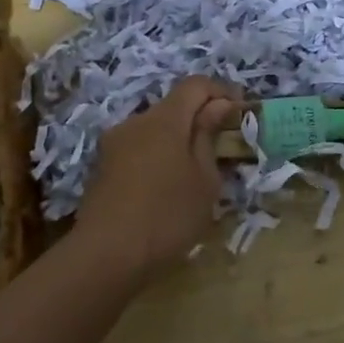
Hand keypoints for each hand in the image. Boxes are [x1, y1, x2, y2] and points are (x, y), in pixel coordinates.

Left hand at [73, 76, 237, 284]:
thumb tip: (218, 104)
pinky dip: (158, 156)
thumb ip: (209, 135)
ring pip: (155, 128)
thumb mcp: (204, 179)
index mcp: (164, 119)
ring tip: (196, 171)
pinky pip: (139, 148)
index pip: (196, 84)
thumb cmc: (167, 216)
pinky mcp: (103, 167)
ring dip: (178, 139)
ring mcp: (114, 144)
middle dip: (200, 117)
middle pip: (173, 105)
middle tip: (222, 145)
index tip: (240, 111)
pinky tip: (167, 187)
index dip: (221, 91)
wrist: (105, 257)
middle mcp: (135, 122)